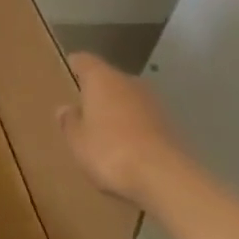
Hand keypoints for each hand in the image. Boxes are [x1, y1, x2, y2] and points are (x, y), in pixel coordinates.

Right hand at [56, 53, 186, 200]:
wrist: (165, 178)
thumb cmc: (109, 150)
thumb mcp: (76, 140)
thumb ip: (69, 121)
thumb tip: (67, 109)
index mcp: (102, 79)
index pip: (84, 61)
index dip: (75, 65)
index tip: (66, 71)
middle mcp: (129, 83)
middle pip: (109, 80)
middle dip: (97, 91)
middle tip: (81, 107)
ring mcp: (154, 104)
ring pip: (128, 100)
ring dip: (116, 110)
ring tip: (101, 130)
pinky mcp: (171, 126)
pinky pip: (143, 120)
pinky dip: (133, 128)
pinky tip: (124, 147)